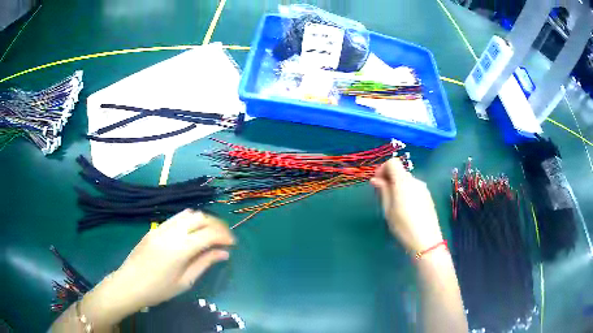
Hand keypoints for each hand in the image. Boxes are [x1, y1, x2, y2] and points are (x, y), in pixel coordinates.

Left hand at [82, 209, 234, 322]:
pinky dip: (190, 220)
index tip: (233, 244)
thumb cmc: (159, 289)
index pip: (209, 233)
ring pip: (188, 213)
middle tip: (224, 238)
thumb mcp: (185, 282)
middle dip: (216, 224)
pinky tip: (192, 232)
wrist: (129, 284)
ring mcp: (161, 227)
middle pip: (200, 217)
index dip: (224, 236)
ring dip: (203, 220)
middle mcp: (171, 232)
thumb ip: (204, 263)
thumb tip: (223, 253)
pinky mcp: (155, 228)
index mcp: (180, 248)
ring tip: (210, 233)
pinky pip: (176, 217)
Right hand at [370, 159, 442, 253]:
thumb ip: (383, 191)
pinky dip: (406, 192)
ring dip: (398, 186)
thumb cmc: (403, 226)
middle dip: (389, 179)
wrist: (426, 241)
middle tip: (383, 196)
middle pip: (400, 171)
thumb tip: (376, 179)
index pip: (392, 162)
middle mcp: (415, 180)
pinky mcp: (428, 196)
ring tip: (394, 205)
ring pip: (407, 180)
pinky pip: (414, 188)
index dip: (382, 169)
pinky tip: (406, 209)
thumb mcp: (388, 210)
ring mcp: (423, 188)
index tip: (377, 183)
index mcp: (403, 181)